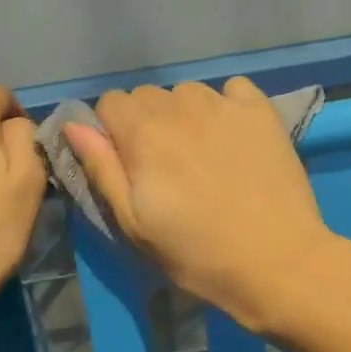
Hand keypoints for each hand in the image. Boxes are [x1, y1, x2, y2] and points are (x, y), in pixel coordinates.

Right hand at [62, 78, 335, 331]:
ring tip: (203, 154)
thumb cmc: (196, 253)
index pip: (110, 102)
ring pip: (188, 92)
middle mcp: (180, 106)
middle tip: (167, 166)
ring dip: (186, 115)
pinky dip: (227, 106)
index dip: (113, 132)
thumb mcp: (134, 224)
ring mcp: (224, 104)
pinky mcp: (262, 111)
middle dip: (147, 123)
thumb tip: (74, 125)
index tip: (129, 164)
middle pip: (147, 96)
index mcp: (143, 133)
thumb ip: (102, 169)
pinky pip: (233, 90)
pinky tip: (235, 139)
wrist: (276, 262)